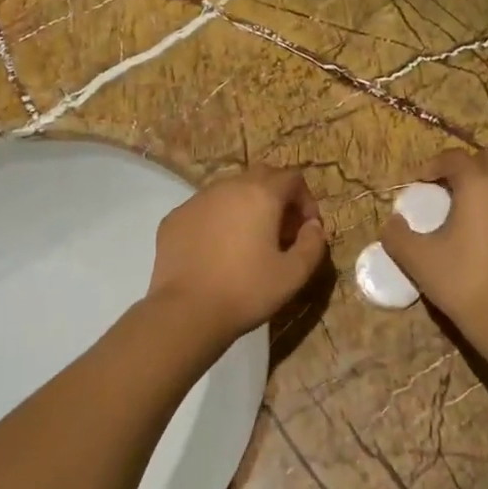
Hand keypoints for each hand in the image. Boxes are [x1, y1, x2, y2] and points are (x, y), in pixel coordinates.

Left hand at [147, 167, 327, 344]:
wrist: (186, 311)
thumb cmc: (246, 291)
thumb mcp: (293, 275)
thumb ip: (312, 244)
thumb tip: (313, 226)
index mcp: (260, 194)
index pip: (292, 178)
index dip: (306, 200)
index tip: (306, 229)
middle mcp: (227, 187)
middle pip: (260, 177)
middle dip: (277, 198)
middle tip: (281, 232)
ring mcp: (196, 200)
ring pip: (229, 191)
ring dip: (246, 207)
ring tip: (249, 242)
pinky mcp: (174, 218)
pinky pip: (205, 209)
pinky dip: (218, 220)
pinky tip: (217, 251)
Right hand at [381, 147, 487, 336]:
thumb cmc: (462, 280)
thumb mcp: (417, 259)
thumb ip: (397, 235)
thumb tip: (391, 222)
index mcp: (479, 186)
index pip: (455, 158)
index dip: (433, 165)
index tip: (418, 183)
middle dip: (469, 163)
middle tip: (448, 186)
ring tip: (470, 206)